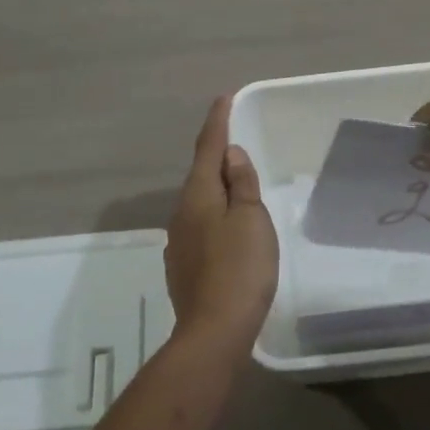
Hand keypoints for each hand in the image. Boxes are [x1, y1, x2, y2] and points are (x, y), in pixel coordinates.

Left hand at [164, 96, 279, 353]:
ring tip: (238, 185)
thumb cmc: (240, 268)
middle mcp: (182, 212)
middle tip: (236, 141)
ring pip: (199, 202)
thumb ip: (242, 184)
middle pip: (201, 174)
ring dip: (217, 188)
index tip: (224, 98)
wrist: (214, 331)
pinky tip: (228, 229)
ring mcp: (179, 241)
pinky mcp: (183, 265)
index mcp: (199, 195)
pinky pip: (200, 226)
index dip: (218, 121)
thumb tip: (230, 155)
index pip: (208, 147)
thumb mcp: (251, 219)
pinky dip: (215, 216)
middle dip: (217, 156)